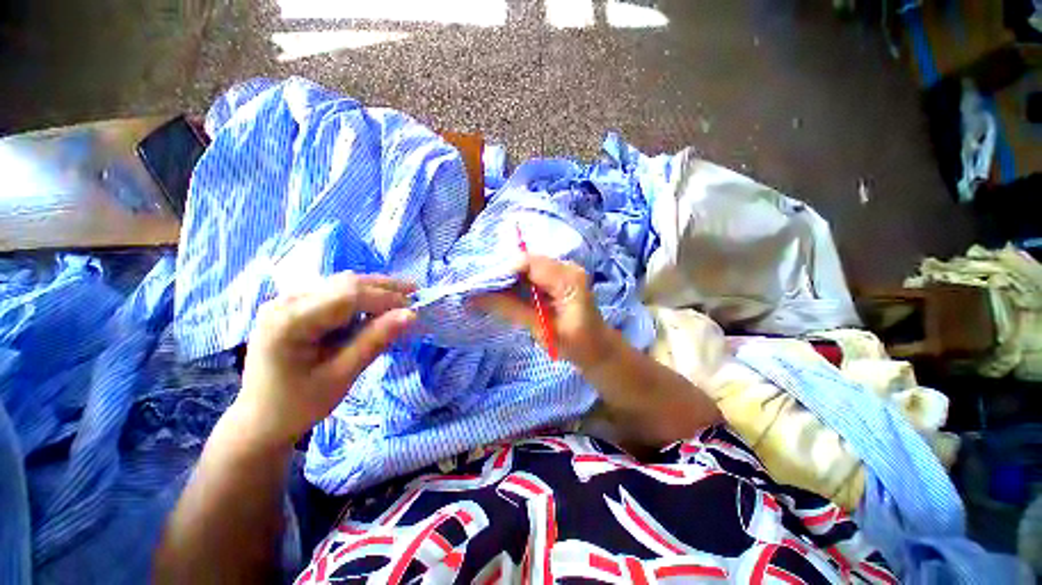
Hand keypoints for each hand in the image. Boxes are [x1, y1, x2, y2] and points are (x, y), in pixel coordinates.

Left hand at [231, 273, 416, 450]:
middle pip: (345, 283)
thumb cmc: (299, 404)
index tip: (415, 307)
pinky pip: (335, 292)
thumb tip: (411, 314)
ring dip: (375, 289)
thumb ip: (375, 341)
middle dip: (384, 288)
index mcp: (289, 321)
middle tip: (415, 294)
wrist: (260, 420)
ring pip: (342, 283)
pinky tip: (376, 305)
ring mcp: (287, 301)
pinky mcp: (294, 306)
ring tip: (401, 297)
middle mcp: (285, 302)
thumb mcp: (342, 375)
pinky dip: (361, 297)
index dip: (386, 297)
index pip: (348, 296)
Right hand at [473, 255, 614, 369]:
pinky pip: (533, 274)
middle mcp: (567, 268)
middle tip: (480, 291)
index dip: (502, 271)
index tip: (480, 286)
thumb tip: (476, 298)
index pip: (529, 263)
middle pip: (527, 262)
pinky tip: (506, 294)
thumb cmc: (575, 345)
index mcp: (568, 280)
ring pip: (528, 267)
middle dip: (502, 276)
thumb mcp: (542, 330)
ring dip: (508, 280)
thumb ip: (510, 310)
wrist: (599, 349)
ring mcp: (564, 270)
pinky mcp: (559, 277)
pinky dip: (518, 283)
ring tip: (488, 293)